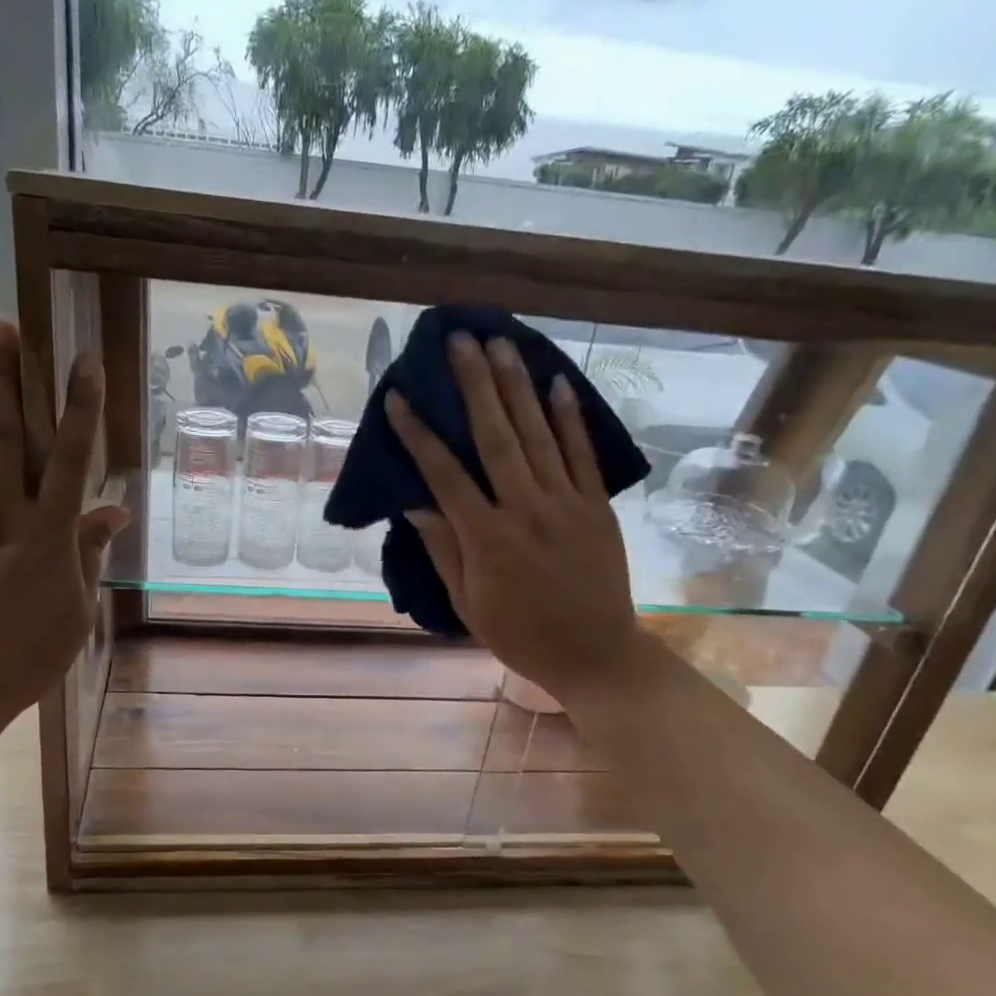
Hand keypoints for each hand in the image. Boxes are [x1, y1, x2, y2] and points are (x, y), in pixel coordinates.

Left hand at [0, 319, 127, 728]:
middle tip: (7, 324)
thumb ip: (90, 553)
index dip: (80, 406)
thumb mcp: (77, 608)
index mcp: (51, 533)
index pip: (71, 457)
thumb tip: (114, 511)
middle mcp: (6, 514)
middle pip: (9, 435)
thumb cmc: (30, 653)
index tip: (85, 361)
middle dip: (11, 377)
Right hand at [385, 332, 639, 710]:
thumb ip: (443, 549)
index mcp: (486, 538)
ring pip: (538, 434)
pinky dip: (570, 418)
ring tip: (501, 344)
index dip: (419, 434)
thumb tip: (415, 502)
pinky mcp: (596, 506)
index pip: (444, 474)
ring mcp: (566, 503)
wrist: (596, 655)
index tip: (398, 398)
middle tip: (459, 340)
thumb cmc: (521, 635)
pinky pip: (582, 455)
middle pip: (495, 436)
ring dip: (517, 386)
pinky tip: (558, 382)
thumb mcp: (467, 603)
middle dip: (473, 384)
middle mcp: (525, 509)